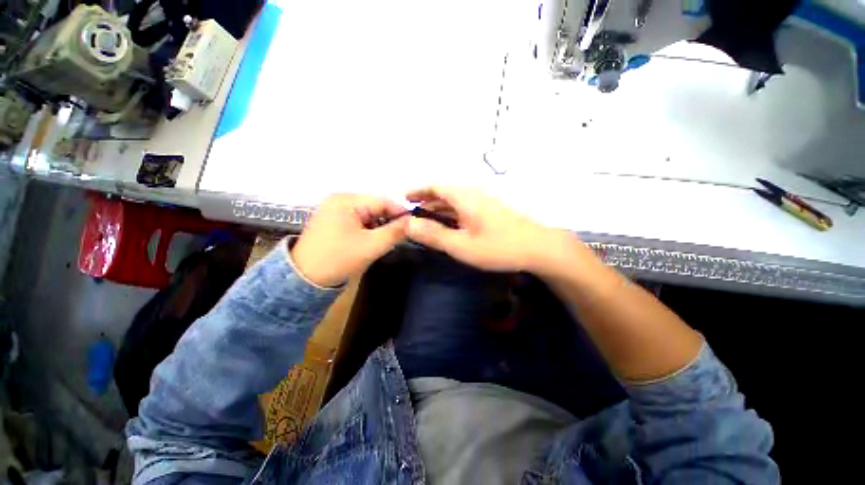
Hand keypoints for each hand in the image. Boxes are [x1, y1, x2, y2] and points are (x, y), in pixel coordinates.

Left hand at [291, 194, 407, 286]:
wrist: (304, 279)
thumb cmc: (338, 259)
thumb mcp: (371, 246)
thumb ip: (395, 232)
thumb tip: (414, 221)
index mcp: (347, 200)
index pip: (383, 200)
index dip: (401, 212)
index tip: (415, 224)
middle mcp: (341, 199)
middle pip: (376, 206)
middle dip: (390, 220)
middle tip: (402, 235)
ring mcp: (335, 209)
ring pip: (369, 214)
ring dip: (380, 225)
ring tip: (388, 239)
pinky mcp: (334, 220)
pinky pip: (360, 220)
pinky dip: (370, 228)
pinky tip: (373, 240)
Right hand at [405, 186, 572, 272]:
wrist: (538, 248)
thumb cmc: (498, 246)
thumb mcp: (461, 245)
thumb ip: (434, 234)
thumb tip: (408, 224)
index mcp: (464, 196)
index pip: (434, 185)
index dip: (416, 190)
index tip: (401, 199)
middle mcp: (472, 193)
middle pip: (443, 192)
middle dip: (424, 201)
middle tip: (409, 214)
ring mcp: (482, 201)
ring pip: (453, 200)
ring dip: (437, 208)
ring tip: (423, 220)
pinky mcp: (489, 210)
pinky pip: (463, 207)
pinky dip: (450, 214)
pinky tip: (447, 225)